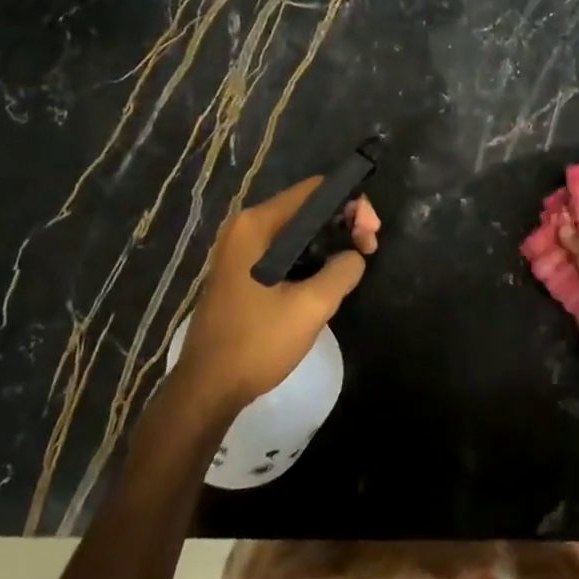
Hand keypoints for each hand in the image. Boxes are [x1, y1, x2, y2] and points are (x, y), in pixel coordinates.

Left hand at [174, 179, 379, 417]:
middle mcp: (245, 227)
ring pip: (298, 230)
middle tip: (369, 251)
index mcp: (257, 225)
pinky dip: (310, 256)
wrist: (208, 388)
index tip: (370, 236)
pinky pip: (284, 249)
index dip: (351, 205)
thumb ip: (342, 270)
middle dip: (343, 223)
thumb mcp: (311, 306)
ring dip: (330, 242)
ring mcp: (240, 249)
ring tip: (353, 266)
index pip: (315, 190)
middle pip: (307, 208)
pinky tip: (327, 278)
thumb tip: (354, 256)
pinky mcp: (242, 271)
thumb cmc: (257, 343)